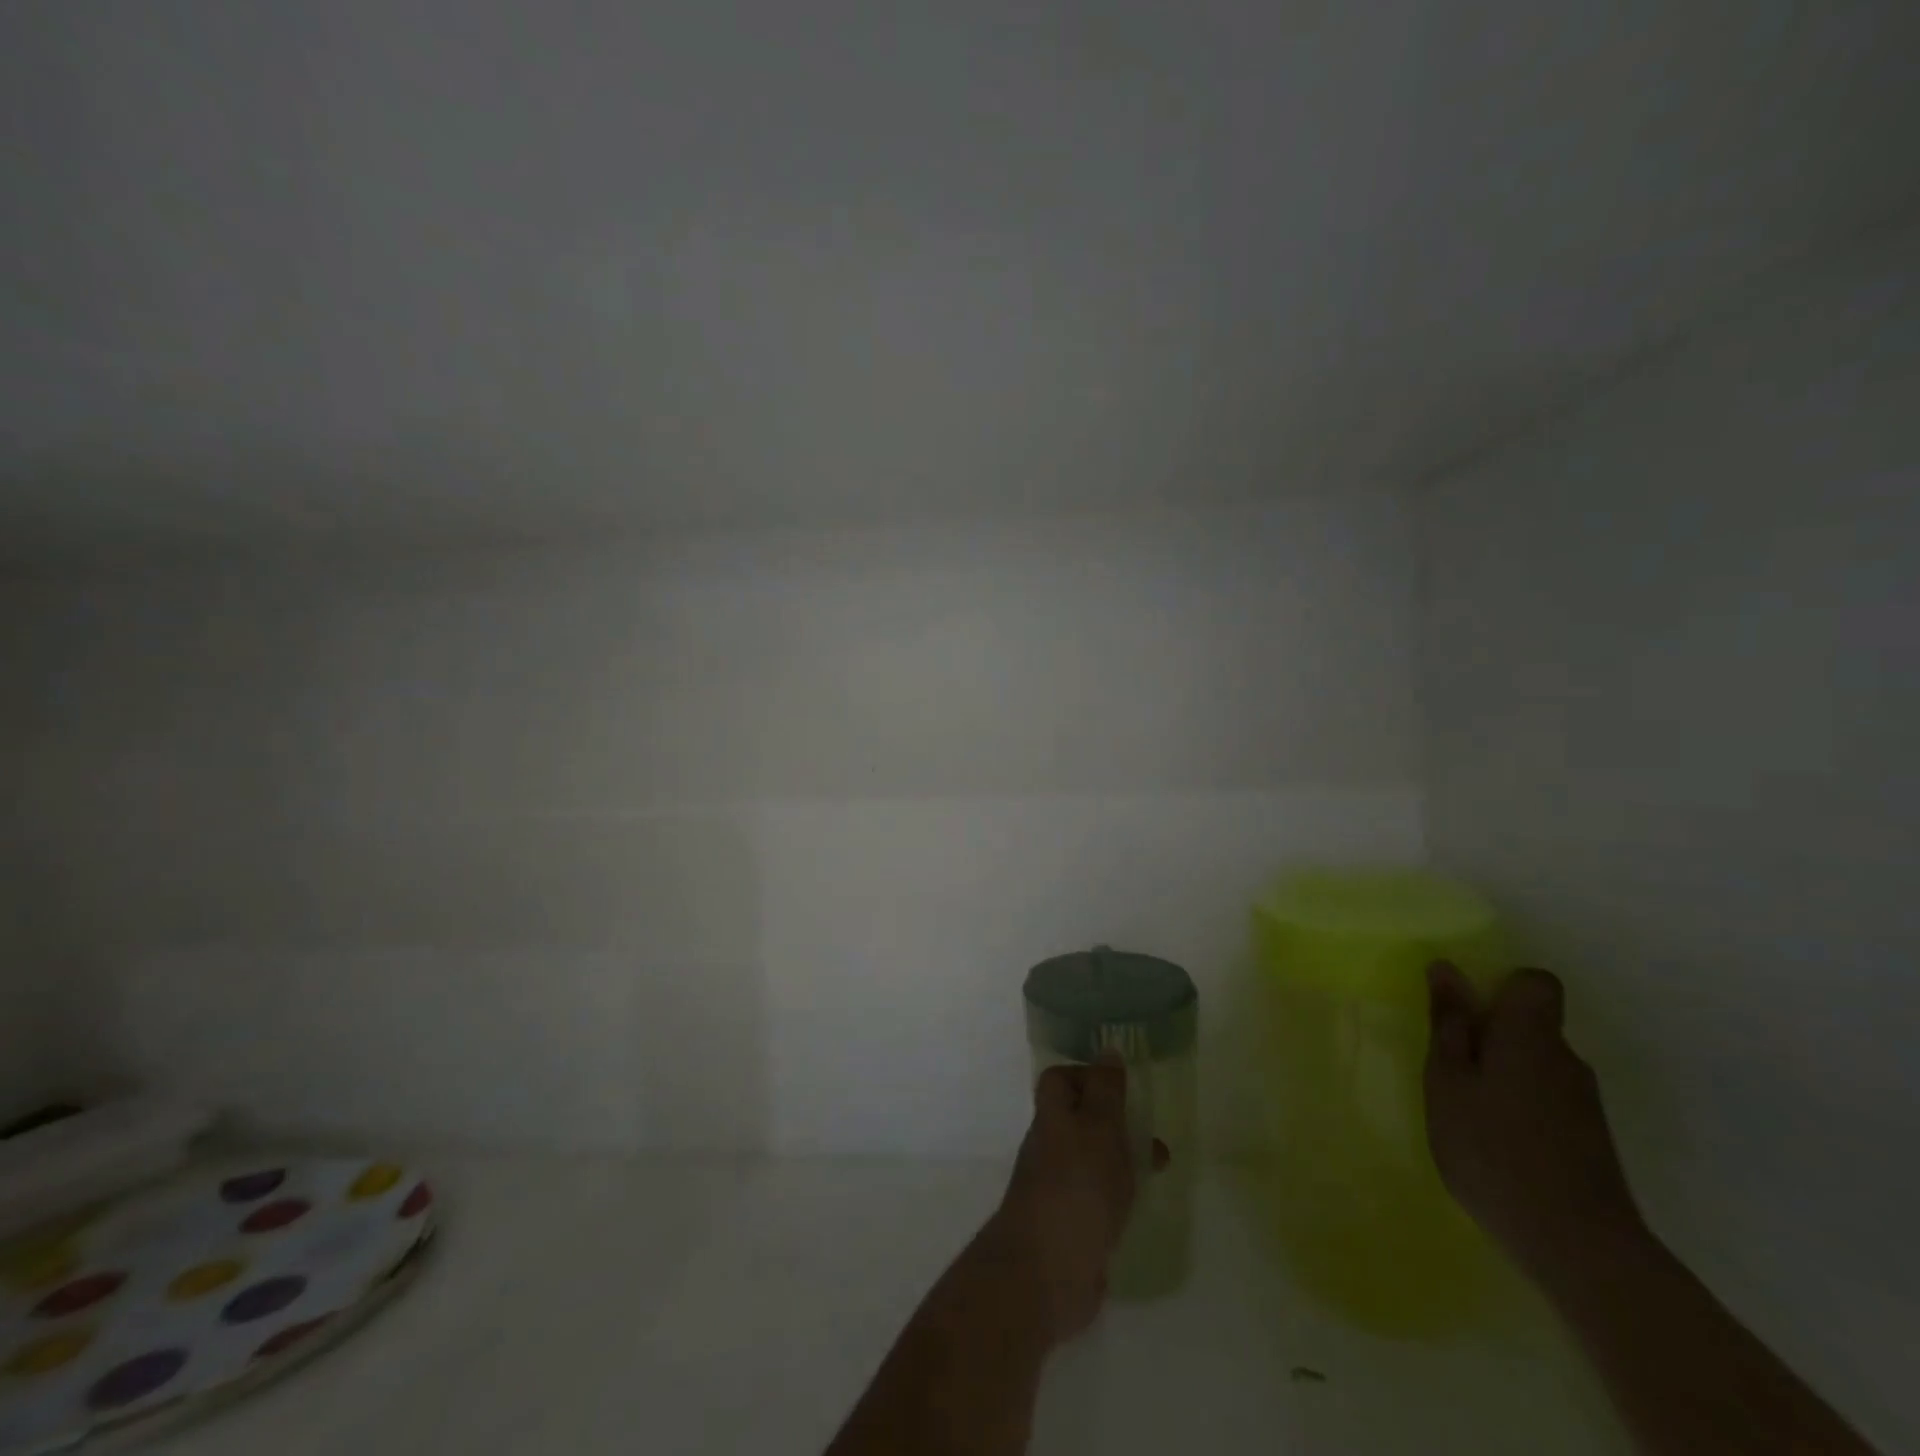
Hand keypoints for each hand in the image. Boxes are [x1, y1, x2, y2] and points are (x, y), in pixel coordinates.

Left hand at [987, 1059, 1160, 1345]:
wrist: (1045, 1273)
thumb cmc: (1076, 1187)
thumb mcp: (1099, 1127)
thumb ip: (1106, 1090)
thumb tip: (1107, 1049)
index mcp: (1053, 1117)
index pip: (1060, 1080)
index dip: (1088, 1076)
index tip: (1123, 1087)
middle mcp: (1049, 1146)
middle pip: (1078, 1119)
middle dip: (1115, 1121)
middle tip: (1151, 1133)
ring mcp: (1057, 1188)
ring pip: (1091, 1159)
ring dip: (1121, 1159)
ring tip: (1157, 1170)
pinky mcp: (1070, 1226)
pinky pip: (1095, 1198)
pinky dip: (1118, 1196)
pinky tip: (1140, 1207)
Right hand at [1424, 962, 1645, 1282]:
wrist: (1579, 1248)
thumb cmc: (1493, 1148)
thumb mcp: (1448, 1080)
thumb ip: (1448, 1024)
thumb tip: (1447, 968)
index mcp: (1530, 1036)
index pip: (1534, 983)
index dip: (1501, 987)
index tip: (1468, 1014)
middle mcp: (1567, 1059)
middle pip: (1532, 1026)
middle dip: (1491, 1036)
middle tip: (1450, 1071)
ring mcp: (1585, 1103)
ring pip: (1537, 1065)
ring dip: (1503, 1075)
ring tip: (1469, 1114)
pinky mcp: (1592, 1140)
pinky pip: (1548, 1100)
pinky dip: (1520, 1108)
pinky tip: (1498, 1145)